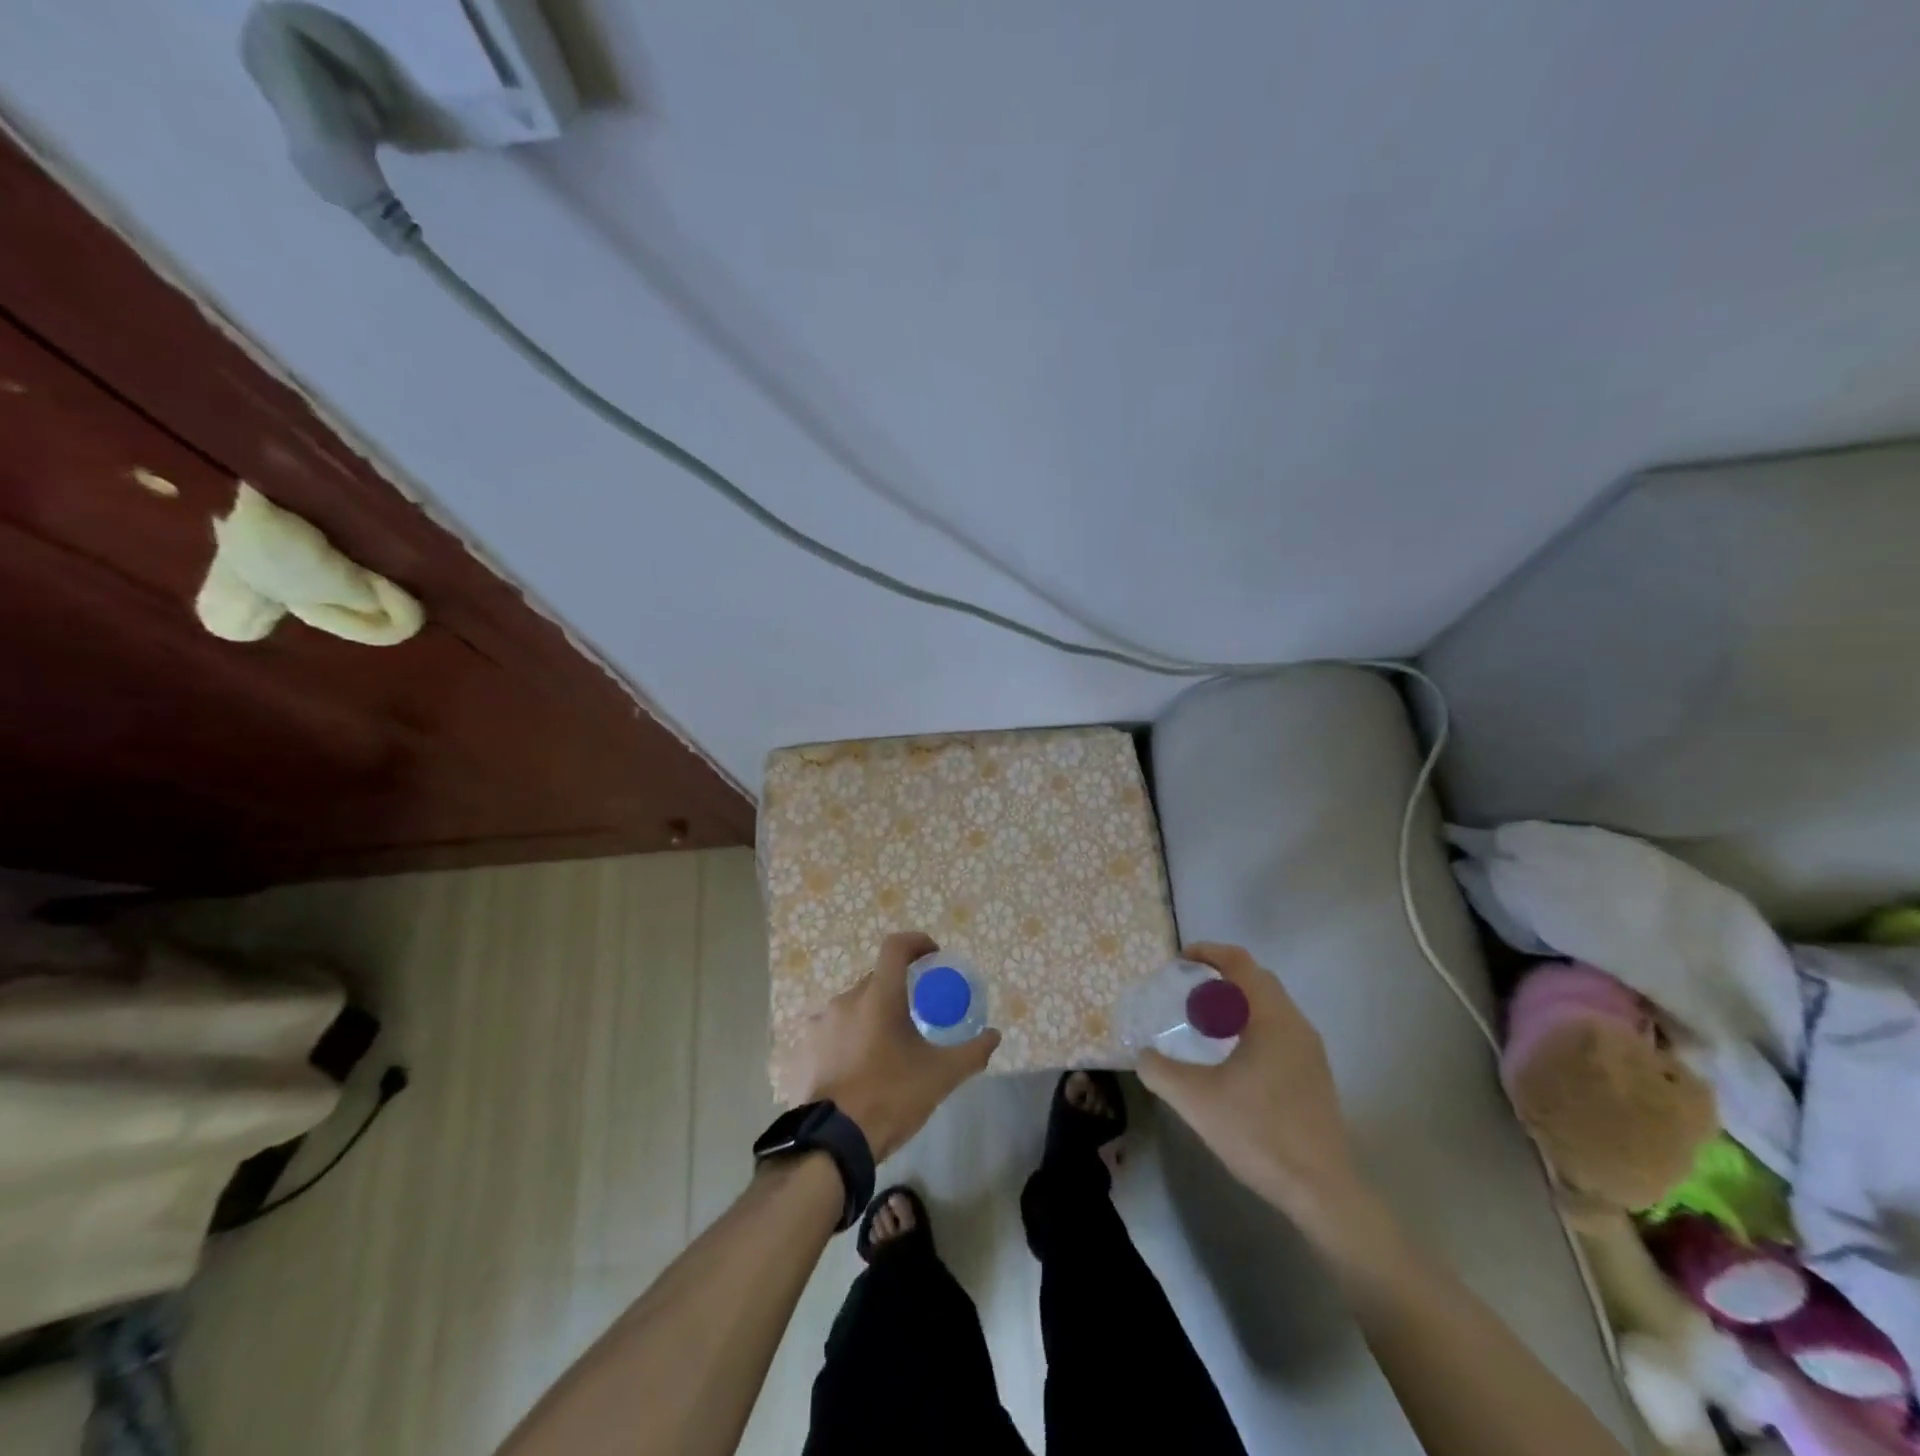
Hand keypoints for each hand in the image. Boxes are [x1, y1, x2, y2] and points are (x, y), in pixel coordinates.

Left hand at [789, 931, 1000, 1161]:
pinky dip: (846, 1040)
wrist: (834, 1142)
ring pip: (852, 1007)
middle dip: (896, 990)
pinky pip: (831, 1033)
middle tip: (914, 1016)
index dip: (916, 943)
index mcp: (879, 995)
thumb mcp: (940, 1076)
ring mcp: (819, 1024)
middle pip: (875, 980)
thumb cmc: (891, 1096)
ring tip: (884, 1048)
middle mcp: (846, 1000)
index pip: (896, 947)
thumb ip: (972, 1052)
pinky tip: (857, 1069)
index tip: (932, 957)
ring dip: (870, 1017)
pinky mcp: (804, 1050)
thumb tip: (994, 1036)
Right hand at [1138, 943, 1369, 1231]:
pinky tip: (1231, 1059)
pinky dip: (1251, 1025)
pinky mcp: (1314, 1075)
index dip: (1208, 952)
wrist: (1321, 1191)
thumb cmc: (1259, 1133)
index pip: (1240, 963)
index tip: (1179, 960)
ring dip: (1237, 1003)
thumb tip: (1142, 1054)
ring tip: (1204, 1023)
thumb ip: (1160, 1071)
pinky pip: (1279, 1030)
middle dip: (1220, 977)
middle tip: (1187, 991)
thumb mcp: (1195, 1101)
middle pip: (1257, 980)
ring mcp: (1310, 1051)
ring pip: (1270, 1007)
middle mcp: (1296, 1025)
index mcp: (1271, 1018)